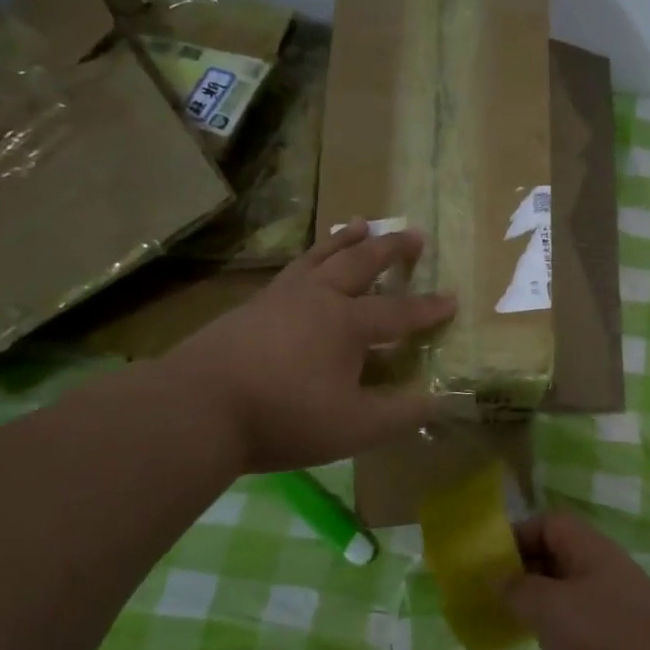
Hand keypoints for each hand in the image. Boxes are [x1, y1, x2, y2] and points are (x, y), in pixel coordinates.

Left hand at [165, 219, 455, 474]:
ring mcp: (278, 299)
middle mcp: (316, 298)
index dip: (428, 308)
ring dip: (344, 240)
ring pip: (319, 258)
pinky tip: (304, 270)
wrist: (197, 409)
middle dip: (390, 249)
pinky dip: (308, 262)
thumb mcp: (355, 426)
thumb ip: (400, 414)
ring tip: (359, 223)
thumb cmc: (285, 416)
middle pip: (360, 263)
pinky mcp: (247, 309)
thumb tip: (437, 401)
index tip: (452, 298)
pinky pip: (289, 273)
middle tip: (412, 233)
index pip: (399, 312)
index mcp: (347, 323)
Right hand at [503, 512, 649, 649]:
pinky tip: (544, 647)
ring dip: (540, 599)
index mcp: (596, 551)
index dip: (519, 534)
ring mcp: (620, 606)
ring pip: (571, 588)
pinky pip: (582, 619)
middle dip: (525, 568)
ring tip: (511, 620)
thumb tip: (498, 575)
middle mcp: (610, 570)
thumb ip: (519, 588)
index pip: (552, 522)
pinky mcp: (623, 639)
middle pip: (561, 553)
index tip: (490, 563)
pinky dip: (558, 625)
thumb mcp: (550, 609)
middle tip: (493, 593)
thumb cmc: (603, 644)